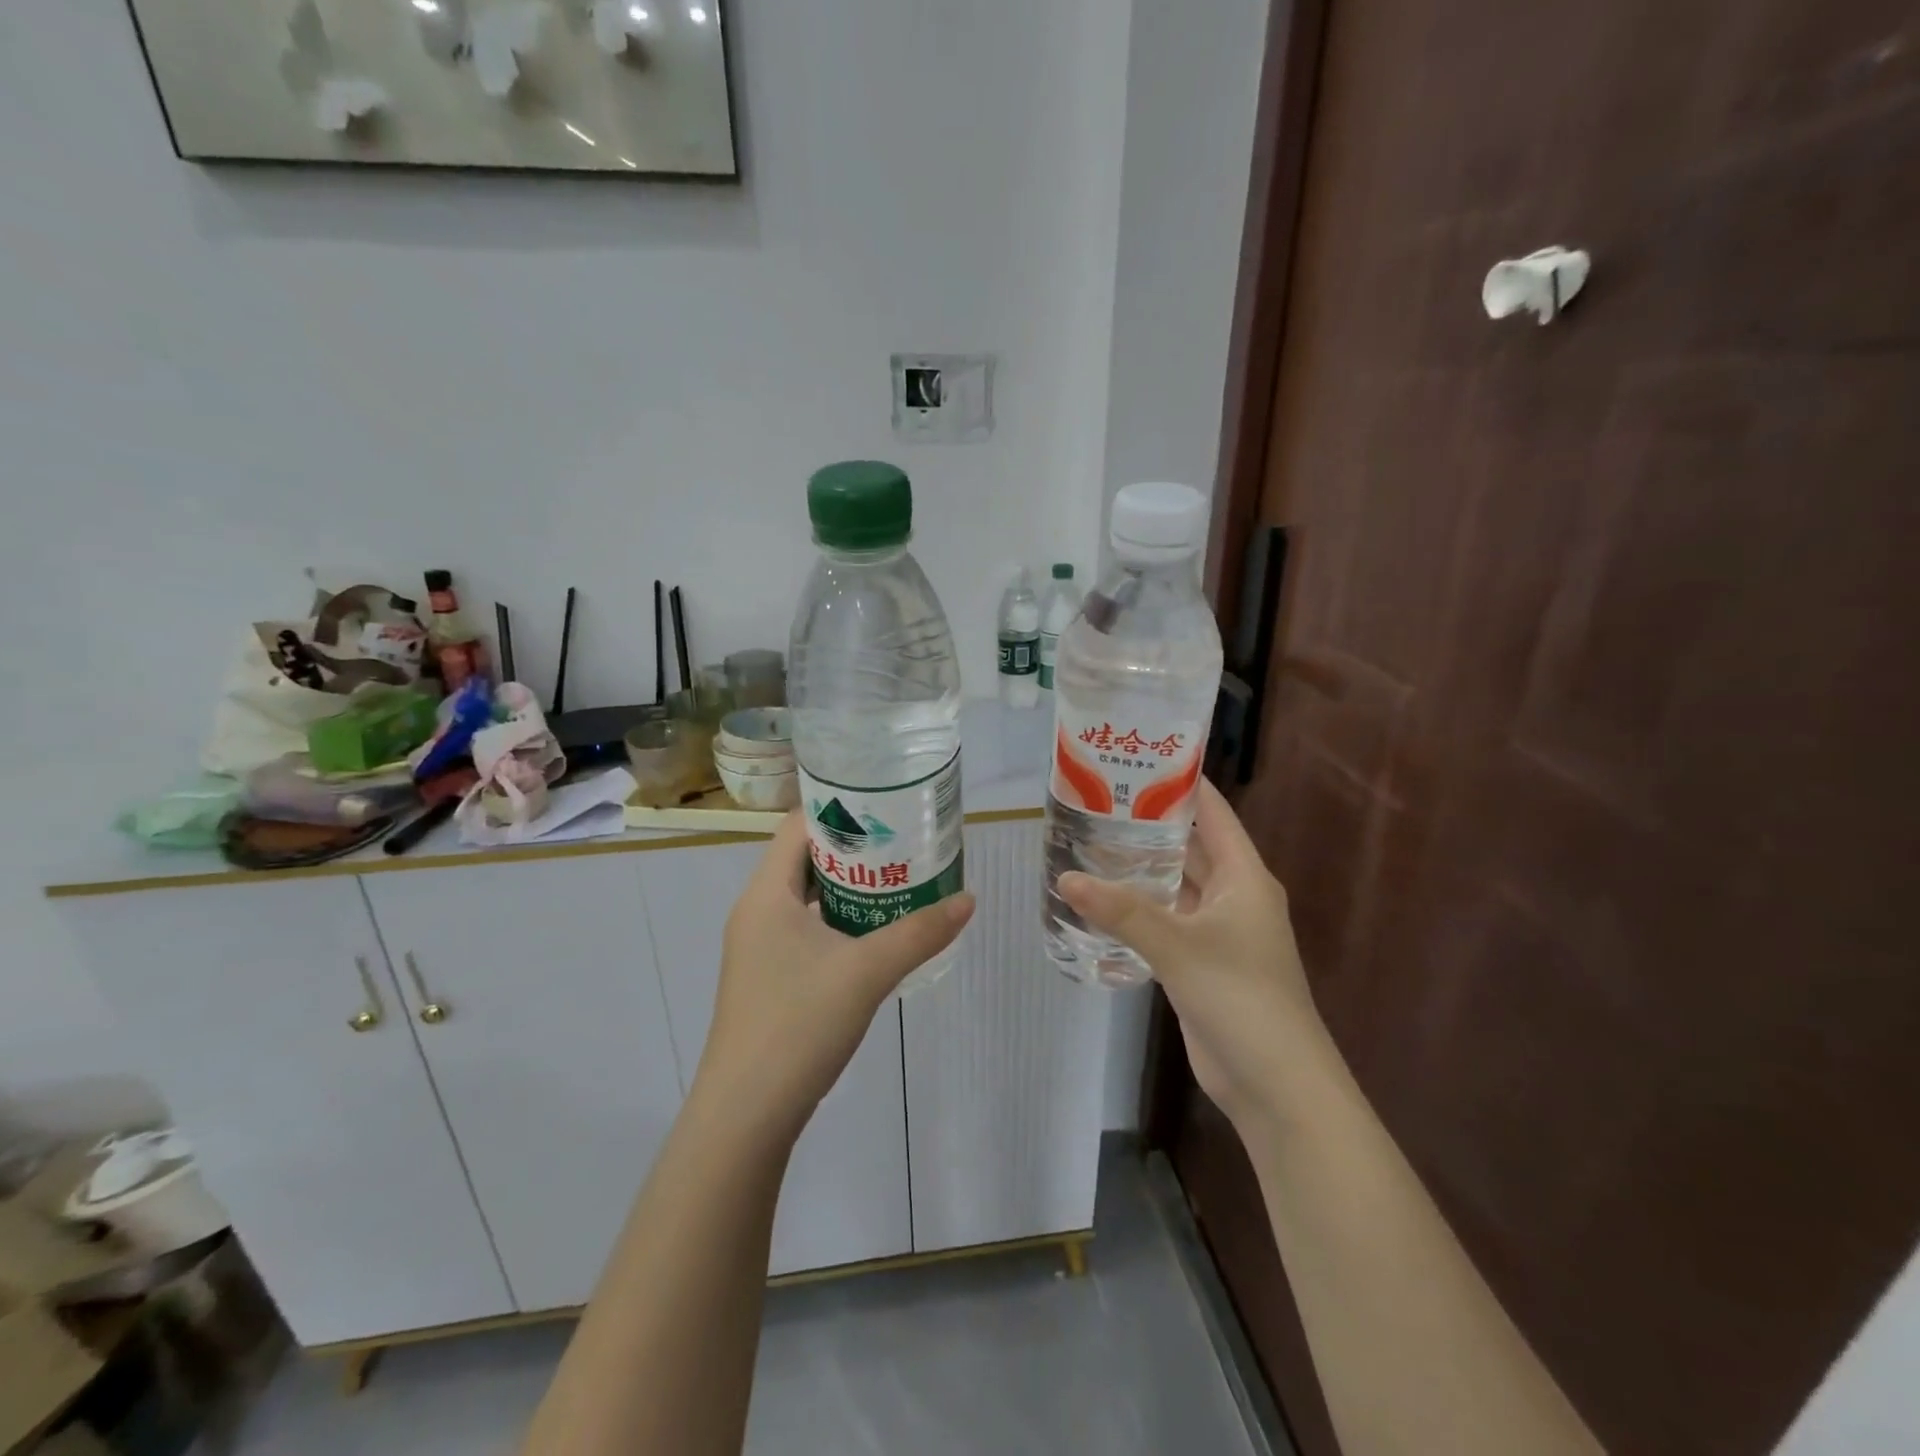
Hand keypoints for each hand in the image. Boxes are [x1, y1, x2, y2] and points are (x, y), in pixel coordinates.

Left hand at [693, 812, 974, 1144]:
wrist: (746, 1114)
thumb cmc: (798, 1024)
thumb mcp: (867, 972)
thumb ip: (920, 932)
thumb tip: (969, 899)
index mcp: (766, 894)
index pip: (798, 825)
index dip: (840, 808)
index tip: (885, 804)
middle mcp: (756, 912)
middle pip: (804, 859)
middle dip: (854, 848)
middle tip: (904, 840)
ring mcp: (758, 948)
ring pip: (806, 898)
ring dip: (848, 887)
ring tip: (898, 879)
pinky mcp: (767, 978)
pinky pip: (805, 929)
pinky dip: (838, 921)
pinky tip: (874, 933)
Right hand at [1058, 778, 1332, 1130]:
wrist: (1275, 1083)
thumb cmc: (1240, 998)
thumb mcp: (1178, 947)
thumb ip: (1121, 911)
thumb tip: (1066, 879)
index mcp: (1243, 876)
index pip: (1212, 813)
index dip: (1180, 784)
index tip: (1137, 759)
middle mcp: (1233, 895)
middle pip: (1190, 846)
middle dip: (1149, 825)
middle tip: (1097, 801)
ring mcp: (1218, 931)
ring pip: (1175, 885)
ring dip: (1141, 869)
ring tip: (1090, 842)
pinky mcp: (1201, 962)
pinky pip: (1166, 921)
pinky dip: (1139, 908)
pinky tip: (1102, 899)